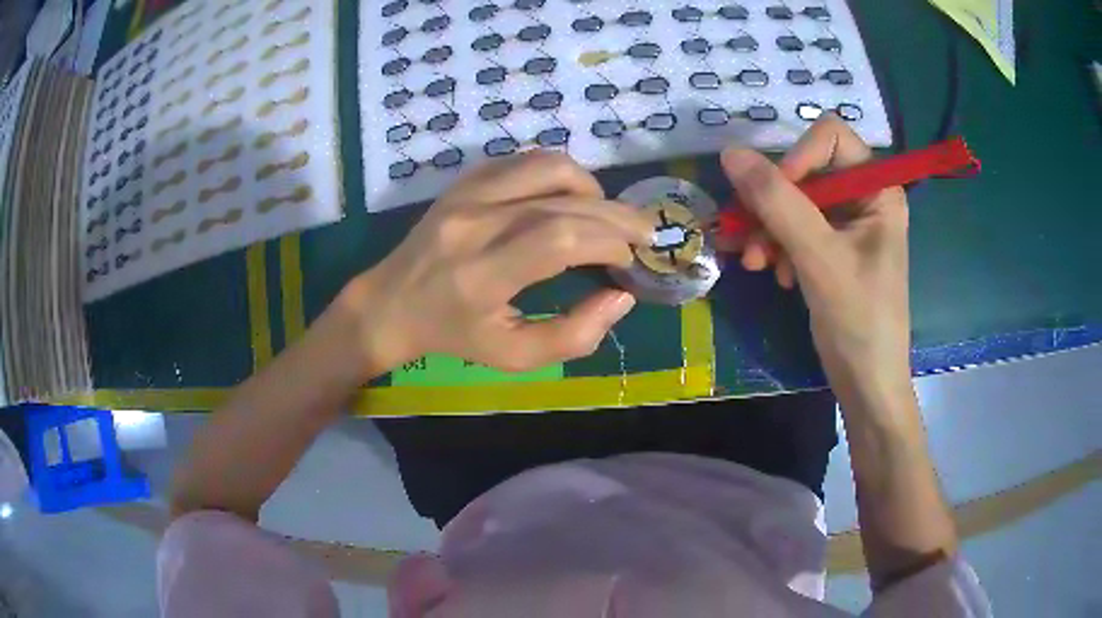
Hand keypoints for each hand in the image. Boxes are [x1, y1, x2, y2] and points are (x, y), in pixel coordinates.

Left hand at [340, 151, 653, 375]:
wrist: (390, 303)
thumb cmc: (453, 336)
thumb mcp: (512, 356)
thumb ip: (573, 336)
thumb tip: (620, 296)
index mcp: (480, 276)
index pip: (559, 238)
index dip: (608, 242)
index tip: (628, 260)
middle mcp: (473, 224)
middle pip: (561, 200)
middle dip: (616, 214)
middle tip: (644, 232)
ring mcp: (465, 195)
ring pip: (546, 166)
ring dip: (589, 187)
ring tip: (603, 214)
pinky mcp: (463, 181)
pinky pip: (522, 161)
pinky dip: (557, 175)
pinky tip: (566, 199)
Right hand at [720, 116, 911, 406]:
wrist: (866, 383)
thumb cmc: (859, 320)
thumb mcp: (819, 257)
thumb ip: (777, 202)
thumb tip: (730, 153)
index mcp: (877, 189)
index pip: (831, 137)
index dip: (798, 157)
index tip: (776, 196)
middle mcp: (863, 198)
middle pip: (806, 169)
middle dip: (773, 202)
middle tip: (747, 236)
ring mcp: (846, 224)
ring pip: (793, 200)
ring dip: (767, 228)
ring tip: (754, 263)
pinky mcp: (830, 248)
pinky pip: (793, 228)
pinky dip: (776, 246)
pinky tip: (773, 273)